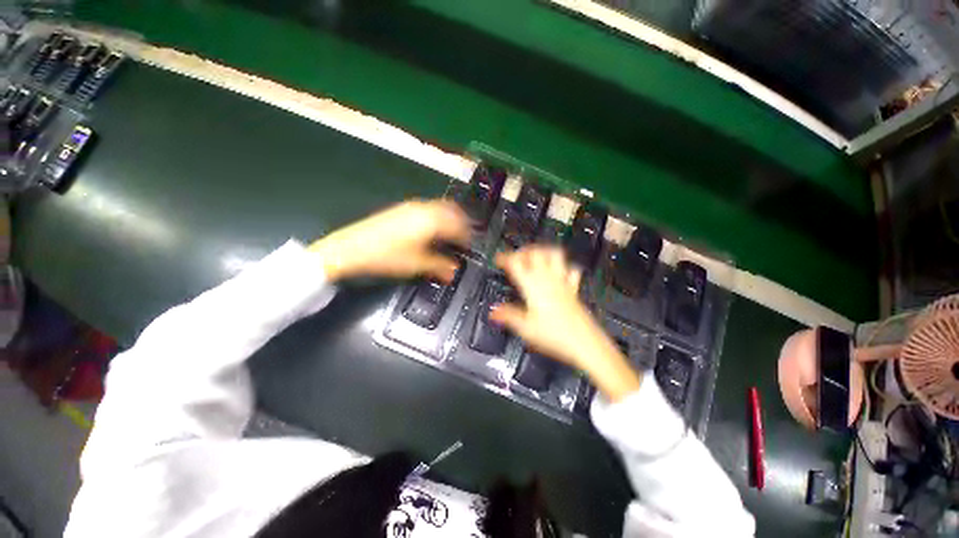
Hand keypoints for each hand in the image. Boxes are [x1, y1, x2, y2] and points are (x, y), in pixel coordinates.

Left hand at [308, 199, 470, 282]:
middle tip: (464, 238)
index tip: (469, 247)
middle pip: (451, 210)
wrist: (350, 248)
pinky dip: (437, 217)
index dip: (467, 236)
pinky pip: (428, 209)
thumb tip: (454, 271)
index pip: (458, 225)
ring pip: (440, 207)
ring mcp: (411, 206)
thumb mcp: (416, 264)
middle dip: (461, 223)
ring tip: (450, 234)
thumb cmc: (387, 256)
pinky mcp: (401, 209)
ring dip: (449, 218)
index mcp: (432, 220)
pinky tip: (432, 230)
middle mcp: (424, 208)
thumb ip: (439, 266)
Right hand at [491, 246, 641, 401]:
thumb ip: (508, 316)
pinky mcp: (573, 289)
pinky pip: (571, 270)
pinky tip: (559, 271)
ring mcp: (563, 282)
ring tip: (535, 257)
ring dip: (543, 252)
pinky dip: (564, 266)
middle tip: (516, 257)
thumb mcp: (525, 328)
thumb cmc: (555, 335)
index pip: (516, 264)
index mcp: (533, 286)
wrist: (585, 343)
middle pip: (536, 253)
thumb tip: (493, 311)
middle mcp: (548, 279)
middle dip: (523, 251)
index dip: (505, 258)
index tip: (498, 259)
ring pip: (555, 255)